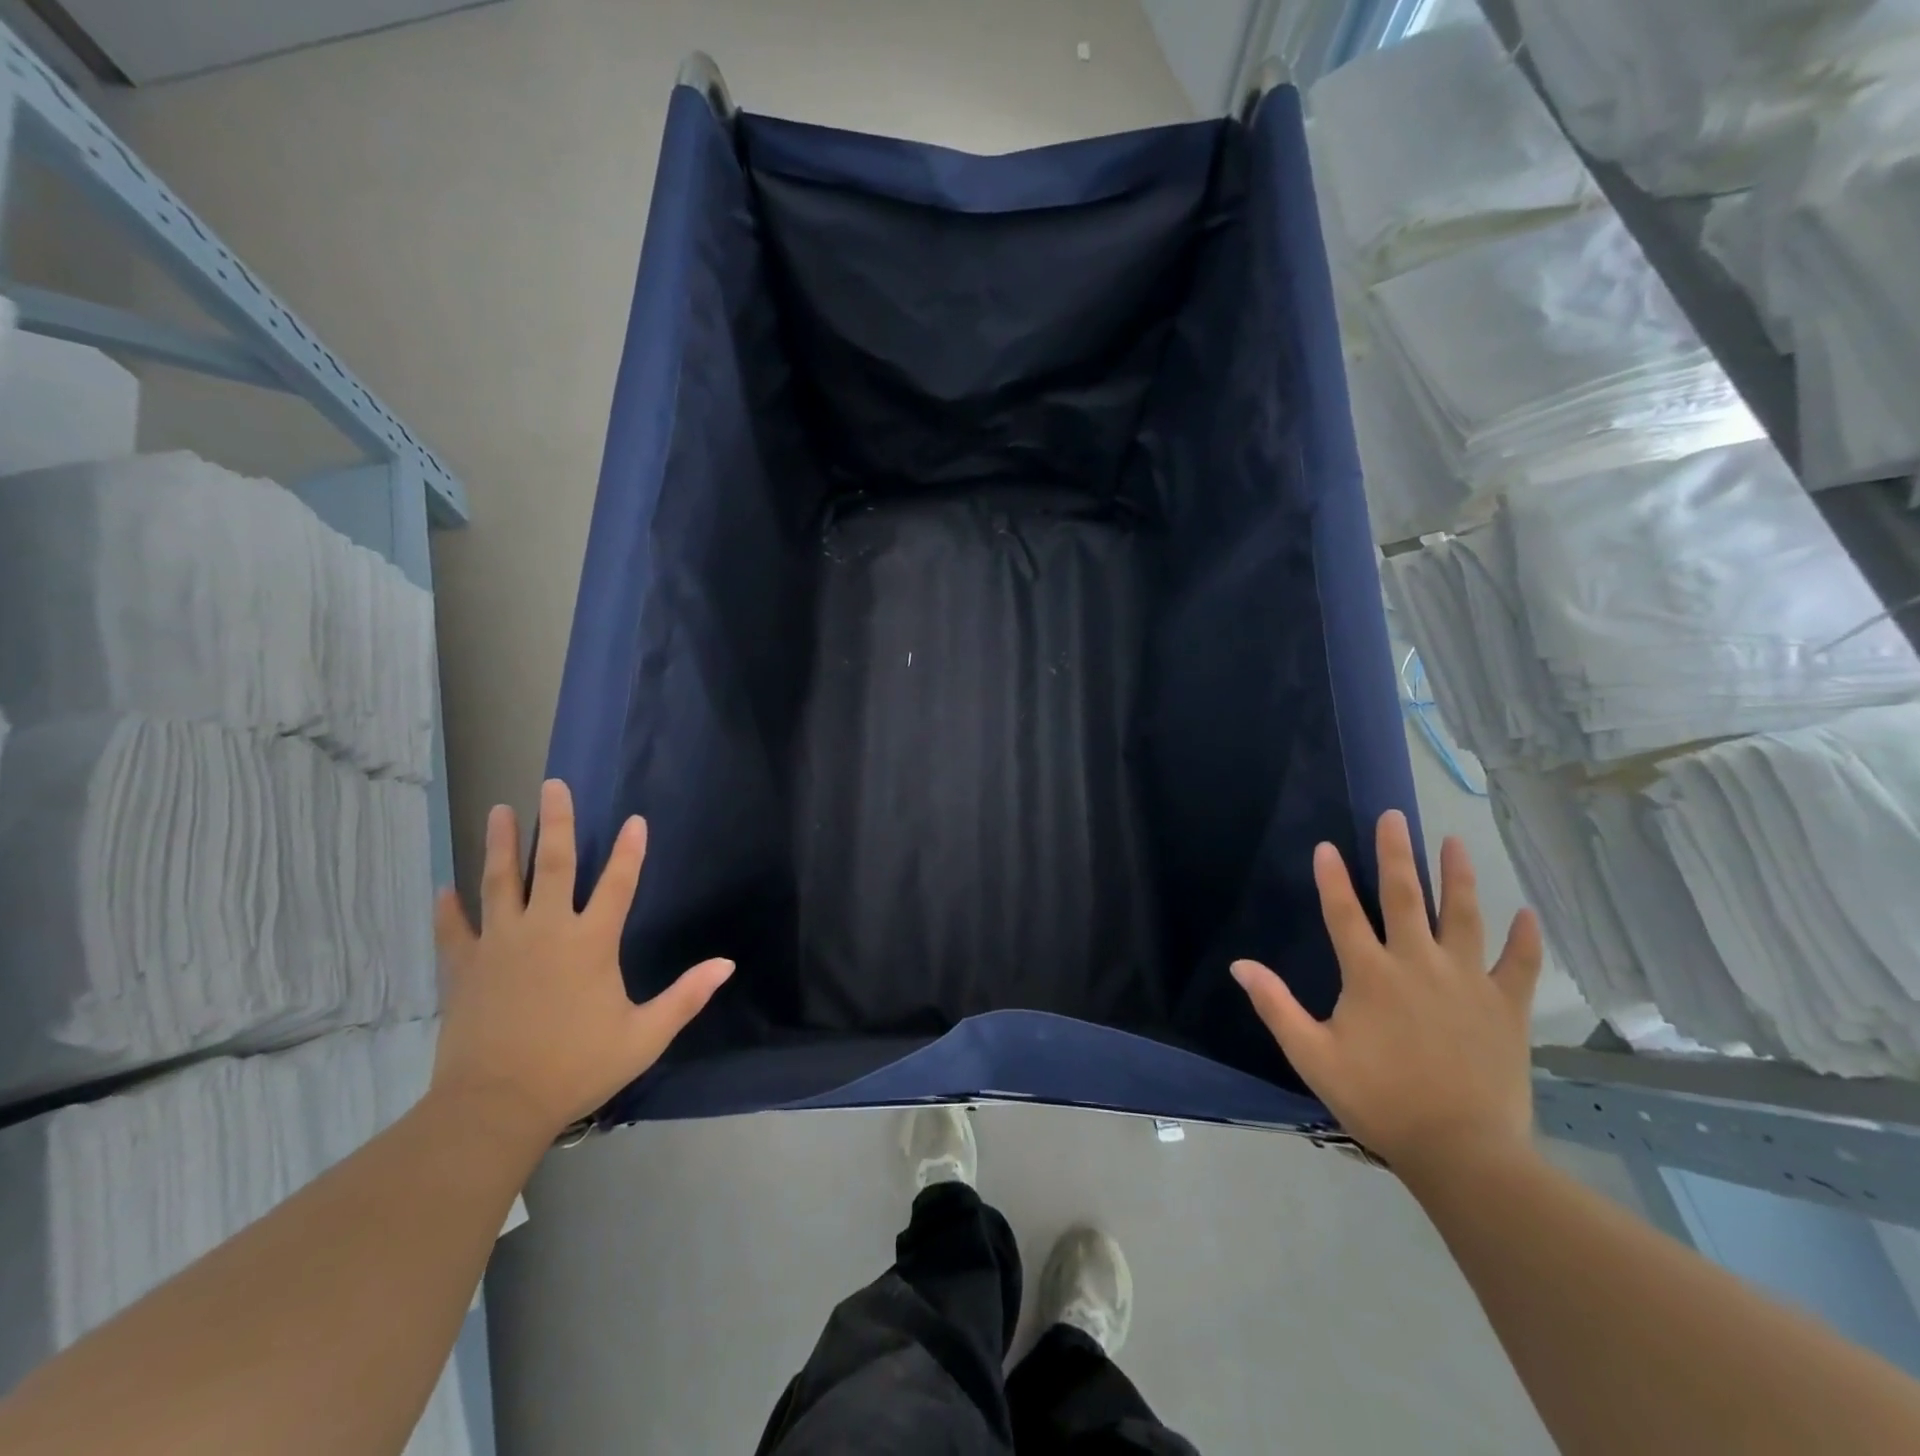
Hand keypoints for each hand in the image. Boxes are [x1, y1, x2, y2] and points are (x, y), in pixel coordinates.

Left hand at [430, 779, 732, 1141]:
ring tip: (500, 810)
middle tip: (552, 785)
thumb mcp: (644, 1035)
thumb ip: (685, 996)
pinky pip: (454, 929)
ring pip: (500, 883)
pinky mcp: (465, 968)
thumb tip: (727, 964)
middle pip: (553, 864)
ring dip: (501, 845)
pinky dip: (449, 908)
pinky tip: (444, 887)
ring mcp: (500, 945)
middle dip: (557, 822)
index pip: (618, 884)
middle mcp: (546, 931)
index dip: (630, 851)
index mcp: (591, 943)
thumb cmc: (577, 1067)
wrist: (495, 1106)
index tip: (635, 820)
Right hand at [1231, 810, 1542, 1173]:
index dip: (1332, 878)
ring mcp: (1467, 981)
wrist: (1462, 1151)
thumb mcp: (1312, 1055)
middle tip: (1394, 817)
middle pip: (1404, 897)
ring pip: (1463, 916)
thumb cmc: (1379, 1100)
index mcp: (1370, 975)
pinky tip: (1526, 912)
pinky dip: (1524, 937)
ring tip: (1454, 842)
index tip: (1327, 846)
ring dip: (1457, 876)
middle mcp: (1418, 964)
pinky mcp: (1506, 1006)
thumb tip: (1240, 965)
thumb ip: (1276, 1006)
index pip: (1344, 913)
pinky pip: (1520, 963)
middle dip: (1396, 854)